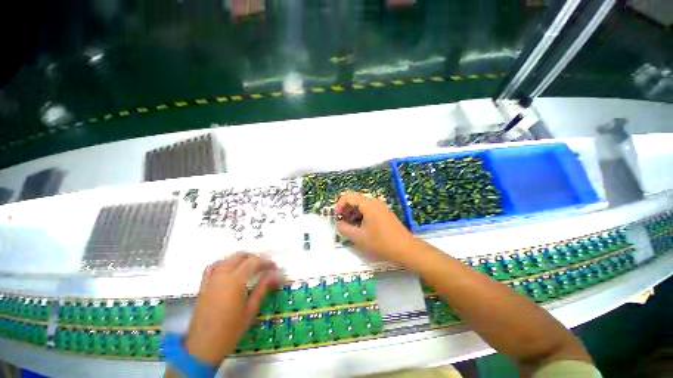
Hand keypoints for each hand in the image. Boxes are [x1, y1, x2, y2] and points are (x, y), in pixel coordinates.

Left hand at [185, 252, 280, 365]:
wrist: (203, 347)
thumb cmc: (230, 330)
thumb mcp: (251, 310)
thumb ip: (263, 288)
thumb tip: (276, 274)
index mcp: (235, 280)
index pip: (254, 262)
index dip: (266, 262)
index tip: (275, 267)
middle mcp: (222, 275)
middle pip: (241, 256)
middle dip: (254, 259)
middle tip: (264, 268)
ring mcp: (211, 279)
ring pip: (228, 259)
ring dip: (241, 259)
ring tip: (250, 267)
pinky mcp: (204, 285)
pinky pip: (213, 266)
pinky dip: (224, 263)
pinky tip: (229, 268)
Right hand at [335, 192, 415, 266]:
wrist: (405, 249)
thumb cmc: (381, 243)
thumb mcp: (359, 237)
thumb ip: (344, 229)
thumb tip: (338, 224)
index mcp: (368, 204)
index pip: (349, 196)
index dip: (339, 205)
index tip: (337, 216)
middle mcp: (374, 202)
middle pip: (355, 199)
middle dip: (346, 209)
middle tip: (343, 222)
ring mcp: (381, 207)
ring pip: (362, 205)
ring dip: (353, 213)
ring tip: (351, 226)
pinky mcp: (384, 213)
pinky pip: (369, 209)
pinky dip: (361, 215)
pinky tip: (361, 227)